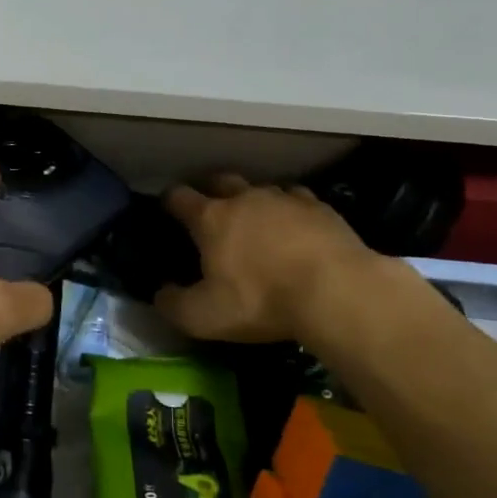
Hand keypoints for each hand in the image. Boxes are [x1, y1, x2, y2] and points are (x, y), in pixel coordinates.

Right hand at [154, 174, 392, 343]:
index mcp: (211, 219)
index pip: (179, 197)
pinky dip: (290, 210)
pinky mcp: (321, 207)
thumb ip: (174, 305)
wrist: (335, 291)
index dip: (169, 201)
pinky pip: (298, 199)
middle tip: (212, 209)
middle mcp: (245, 198)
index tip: (166, 207)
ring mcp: (285, 199)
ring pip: (262, 188)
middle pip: (221, 181)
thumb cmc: (260, 300)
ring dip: (254, 200)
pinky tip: (296, 225)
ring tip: (257, 220)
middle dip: (212, 190)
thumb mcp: (204, 316)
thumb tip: (160, 294)